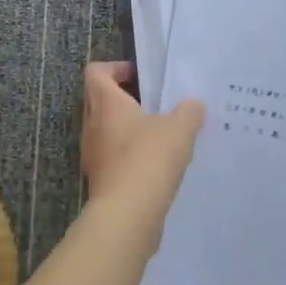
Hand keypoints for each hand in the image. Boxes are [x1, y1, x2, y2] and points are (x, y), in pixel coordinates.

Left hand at [79, 62, 204, 221]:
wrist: (127, 216)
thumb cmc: (148, 159)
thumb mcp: (179, 128)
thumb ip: (188, 111)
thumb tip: (193, 105)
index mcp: (105, 103)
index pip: (96, 72)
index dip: (116, 68)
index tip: (141, 77)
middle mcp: (92, 125)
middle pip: (99, 100)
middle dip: (124, 99)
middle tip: (153, 105)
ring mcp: (93, 155)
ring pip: (106, 131)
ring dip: (128, 129)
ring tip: (159, 136)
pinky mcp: (100, 181)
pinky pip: (112, 157)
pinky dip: (129, 156)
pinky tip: (156, 166)